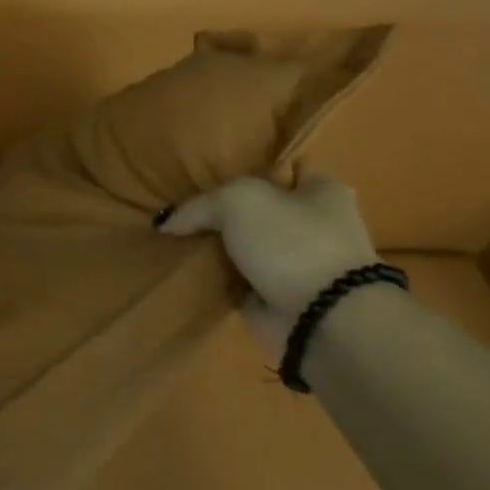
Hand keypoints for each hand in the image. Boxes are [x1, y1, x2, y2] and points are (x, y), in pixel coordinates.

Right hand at [157, 174, 379, 356]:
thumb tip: (167, 222)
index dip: (249, 169)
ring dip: (220, 249)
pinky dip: (218, 281)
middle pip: (260, 211)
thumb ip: (200, 205)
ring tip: (175, 240)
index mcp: (322, 191)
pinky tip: (185, 271)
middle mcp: (316, 226)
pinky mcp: (281, 299)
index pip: (284, 170)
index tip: (210, 175)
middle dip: (227, 214)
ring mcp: (299, 265)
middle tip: (184, 211)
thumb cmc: (291, 242)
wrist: (322, 320)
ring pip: (248, 247)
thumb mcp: (237, 200)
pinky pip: (240, 282)